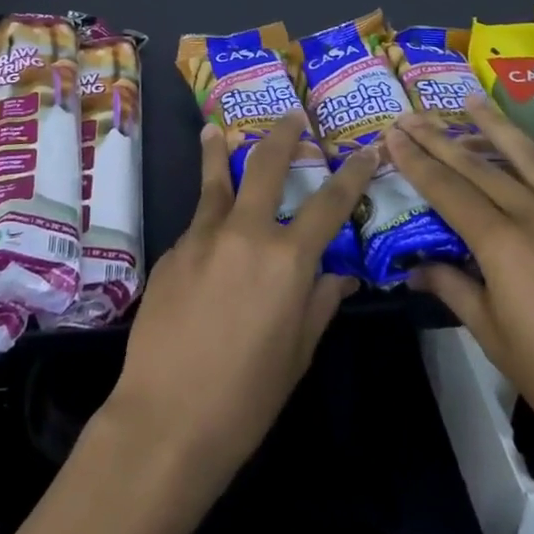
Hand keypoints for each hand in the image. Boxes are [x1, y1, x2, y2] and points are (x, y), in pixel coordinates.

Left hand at [105, 111, 373, 481]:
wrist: (166, 418)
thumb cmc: (246, 398)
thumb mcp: (297, 353)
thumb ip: (320, 302)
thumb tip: (340, 272)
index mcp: (286, 259)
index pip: (329, 203)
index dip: (352, 174)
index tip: (367, 151)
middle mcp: (245, 232)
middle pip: (266, 165)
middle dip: (284, 135)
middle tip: (292, 115)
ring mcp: (202, 236)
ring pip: (216, 179)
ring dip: (218, 150)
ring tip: (215, 130)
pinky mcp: (172, 250)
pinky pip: (198, 224)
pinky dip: (208, 218)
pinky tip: (207, 233)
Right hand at [386, 98, 533, 485]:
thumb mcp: (497, 340)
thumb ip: (454, 289)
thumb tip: (414, 267)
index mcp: (506, 246)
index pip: (448, 189)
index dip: (416, 160)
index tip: (391, 133)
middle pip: (481, 164)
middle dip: (440, 137)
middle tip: (411, 113)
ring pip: (530, 156)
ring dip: (495, 126)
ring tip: (470, 100)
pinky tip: (529, 149)